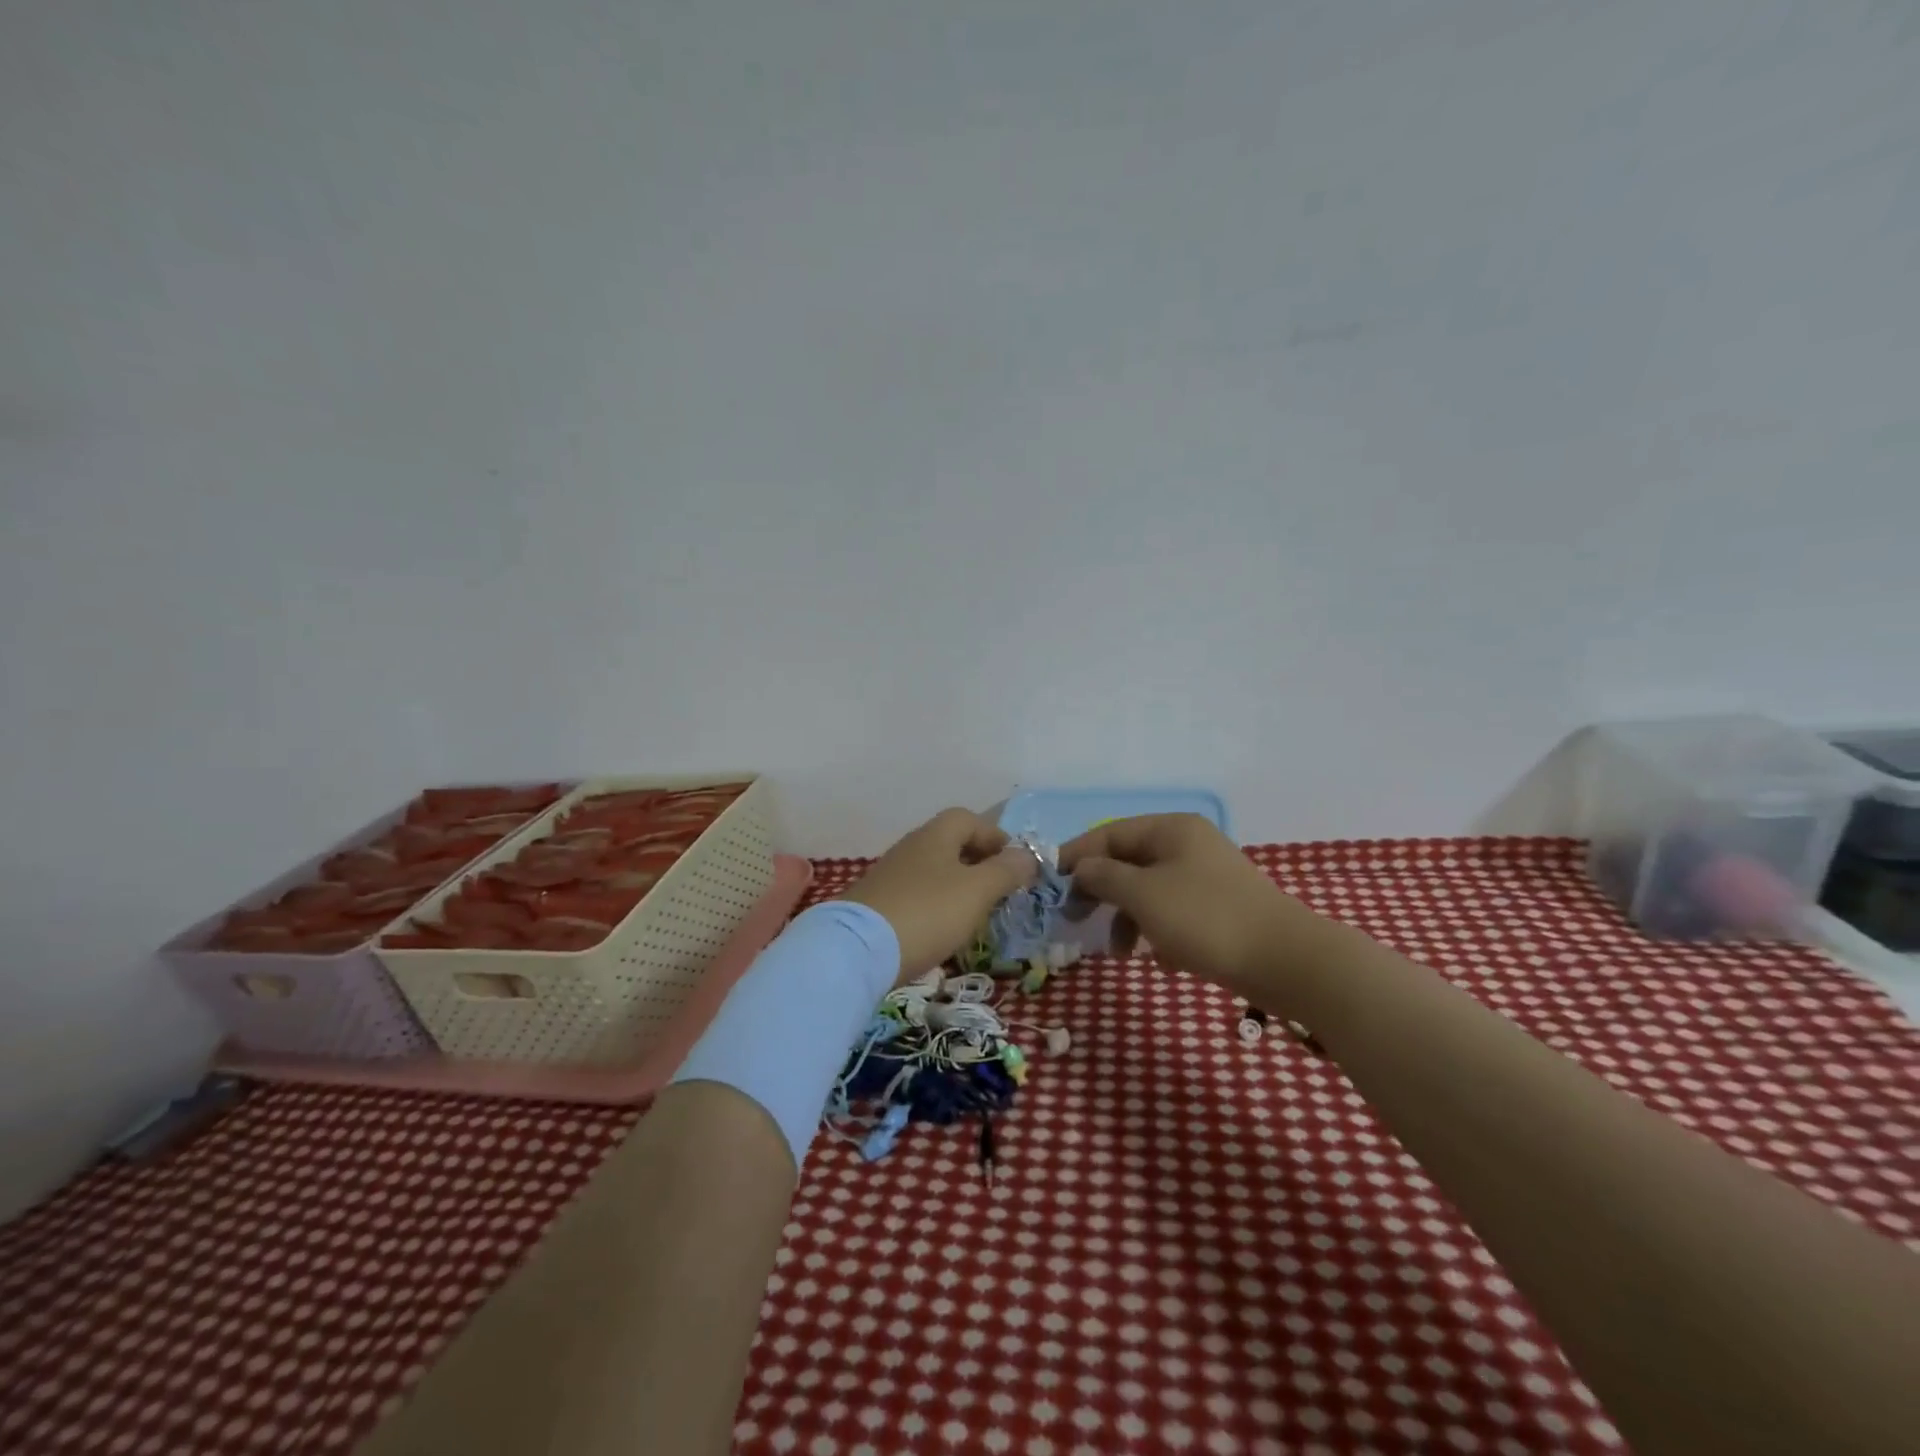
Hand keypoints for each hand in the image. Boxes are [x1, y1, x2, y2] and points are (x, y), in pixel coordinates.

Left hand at [837, 808, 1037, 983]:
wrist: (857, 950)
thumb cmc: (927, 912)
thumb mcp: (977, 891)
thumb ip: (1005, 871)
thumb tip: (1027, 855)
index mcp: (935, 835)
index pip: (969, 819)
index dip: (995, 837)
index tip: (1015, 864)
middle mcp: (911, 847)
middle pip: (951, 844)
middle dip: (978, 863)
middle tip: (1000, 891)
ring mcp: (890, 875)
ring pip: (934, 871)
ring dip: (958, 886)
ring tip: (976, 914)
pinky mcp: (877, 904)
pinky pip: (917, 895)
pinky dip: (936, 906)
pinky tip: (942, 930)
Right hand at [1059, 814, 1319, 999]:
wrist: (1286, 960)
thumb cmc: (1205, 918)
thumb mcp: (1143, 894)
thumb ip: (1103, 876)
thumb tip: (1080, 868)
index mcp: (1170, 829)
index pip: (1109, 834)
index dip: (1076, 856)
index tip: (1051, 884)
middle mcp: (1188, 844)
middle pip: (1129, 861)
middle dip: (1101, 892)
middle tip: (1075, 919)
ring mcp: (1206, 876)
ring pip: (1150, 891)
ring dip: (1128, 919)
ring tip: (1120, 953)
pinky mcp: (1220, 908)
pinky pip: (1174, 913)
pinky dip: (1159, 933)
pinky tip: (1161, 961)